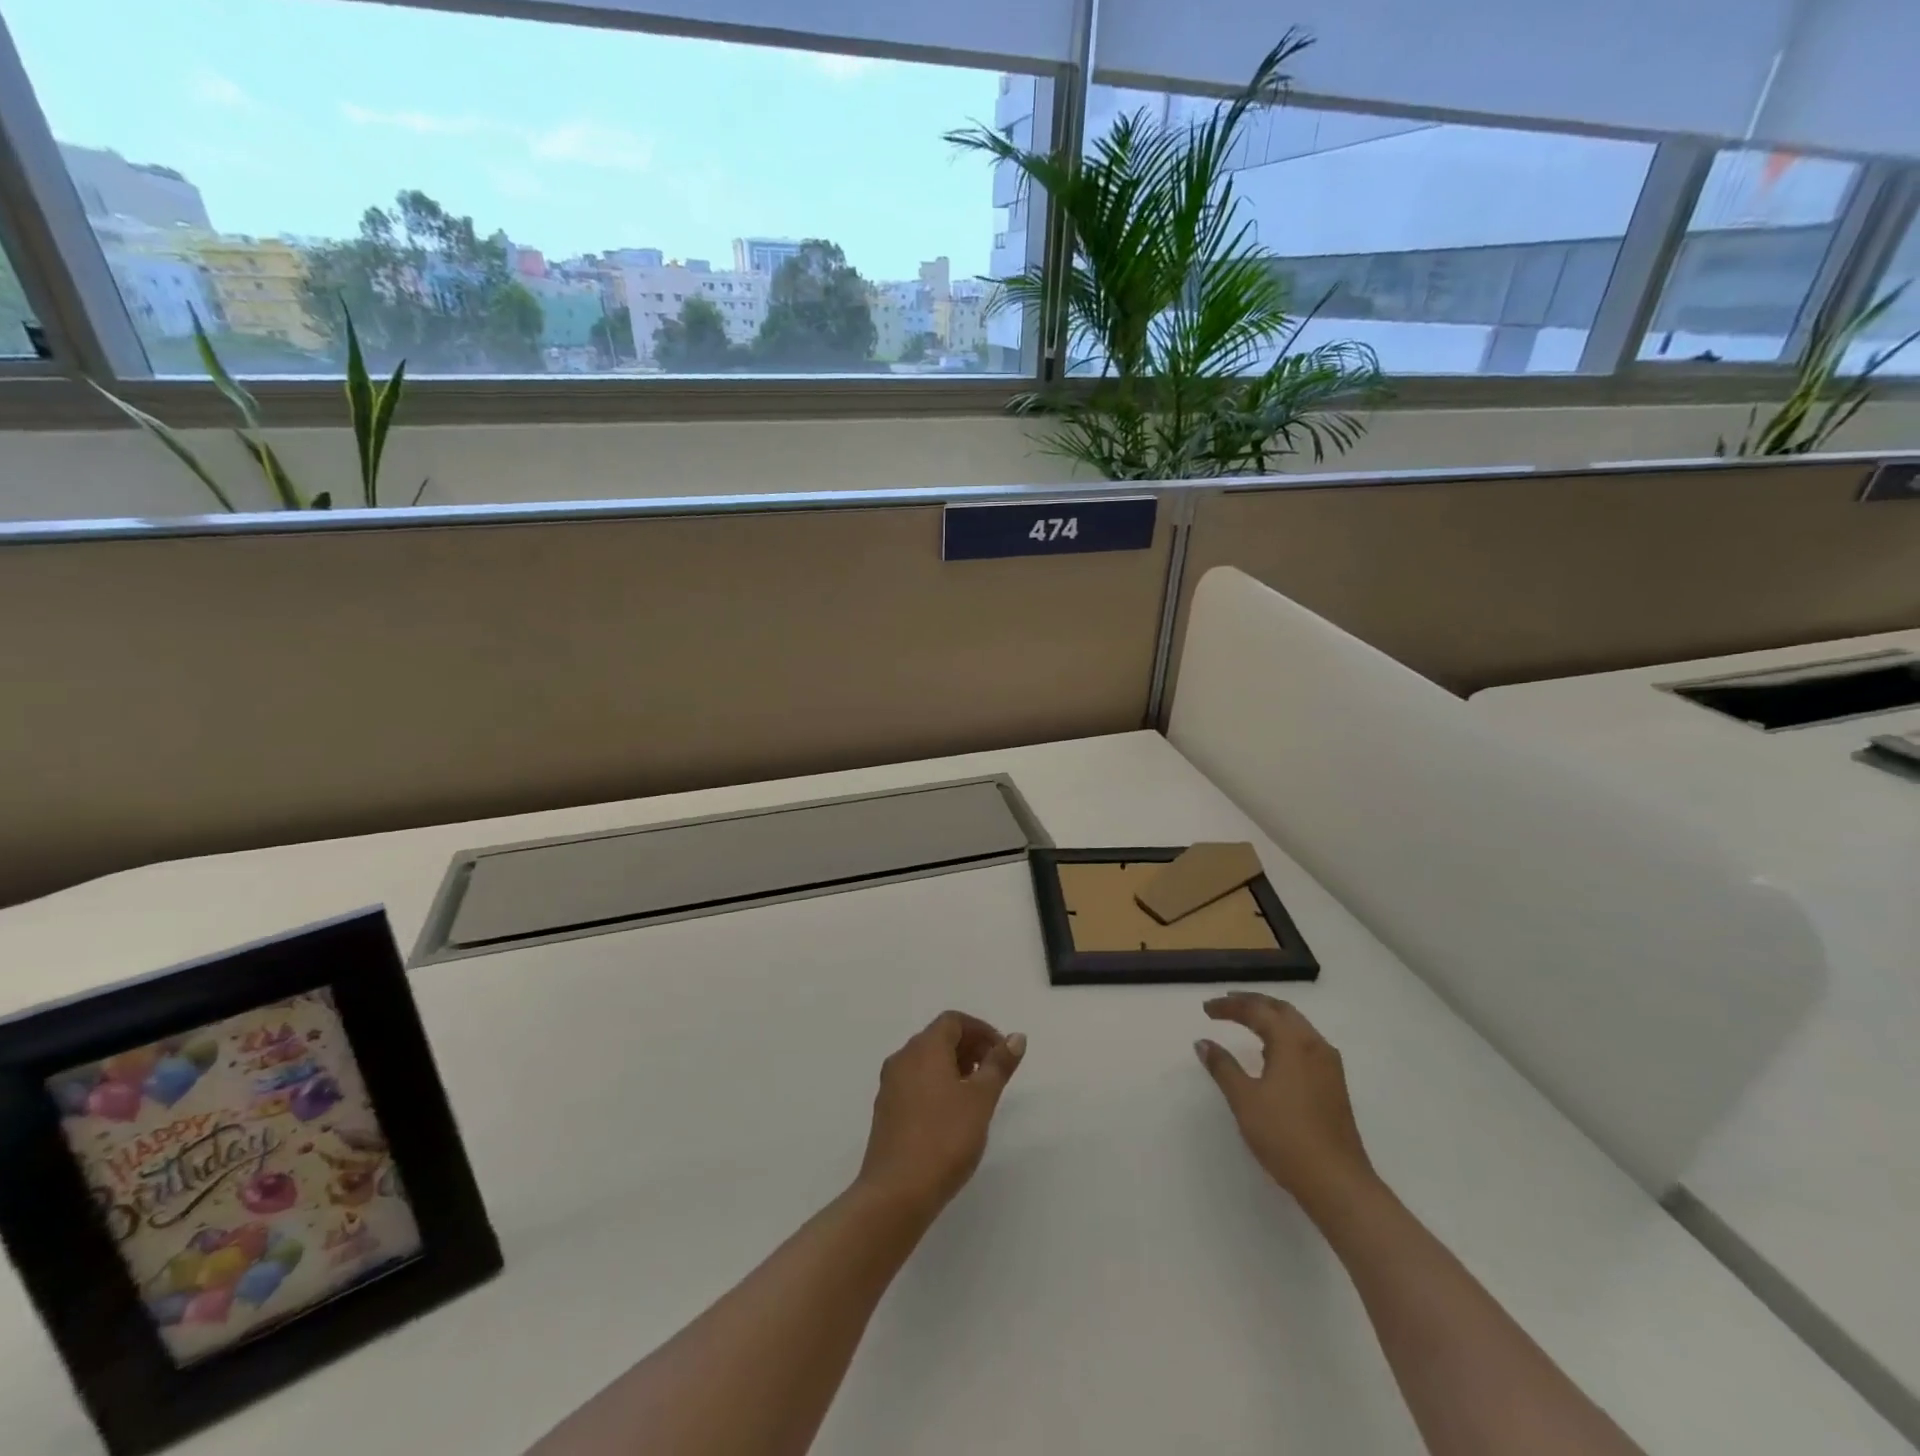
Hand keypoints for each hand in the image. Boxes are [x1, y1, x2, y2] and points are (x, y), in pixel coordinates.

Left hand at [856, 1011, 1025, 1218]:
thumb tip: (1016, 1037)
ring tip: (977, 1094)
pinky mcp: (886, 1111)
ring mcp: (890, 1085)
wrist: (896, 1192)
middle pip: (938, 1038)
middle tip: (994, 1073)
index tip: (1002, 1053)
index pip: (953, 1021)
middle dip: (969, 1048)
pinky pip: (915, 1082)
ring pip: (926, 1062)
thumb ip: (999, 1064)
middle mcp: (903, 1058)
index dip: (981, 1030)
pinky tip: (952, 1114)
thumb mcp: (981, 1099)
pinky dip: (937, 1085)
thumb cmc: (945, 1138)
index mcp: (924, 1048)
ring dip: (953, 1067)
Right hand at [1195, 992, 1374, 1216]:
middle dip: (1253, 1003)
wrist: (1337, 1182)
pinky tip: (1273, 1053)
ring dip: (1270, 1018)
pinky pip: (1306, 1044)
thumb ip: (1222, 1067)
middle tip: (1227, 1004)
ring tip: (1246, 1022)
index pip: (1257, 1010)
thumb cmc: (1285, 1136)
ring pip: (1297, 1026)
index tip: (1206, 1009)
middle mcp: (1314, 1045)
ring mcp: (1329, 1066)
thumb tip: (1203, 1042)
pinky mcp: (1334, 1085)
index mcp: (1292, 1042)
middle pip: (1281, 1010)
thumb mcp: (1244, 1099)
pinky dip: (1284, 1036)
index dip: (1229, 1006)